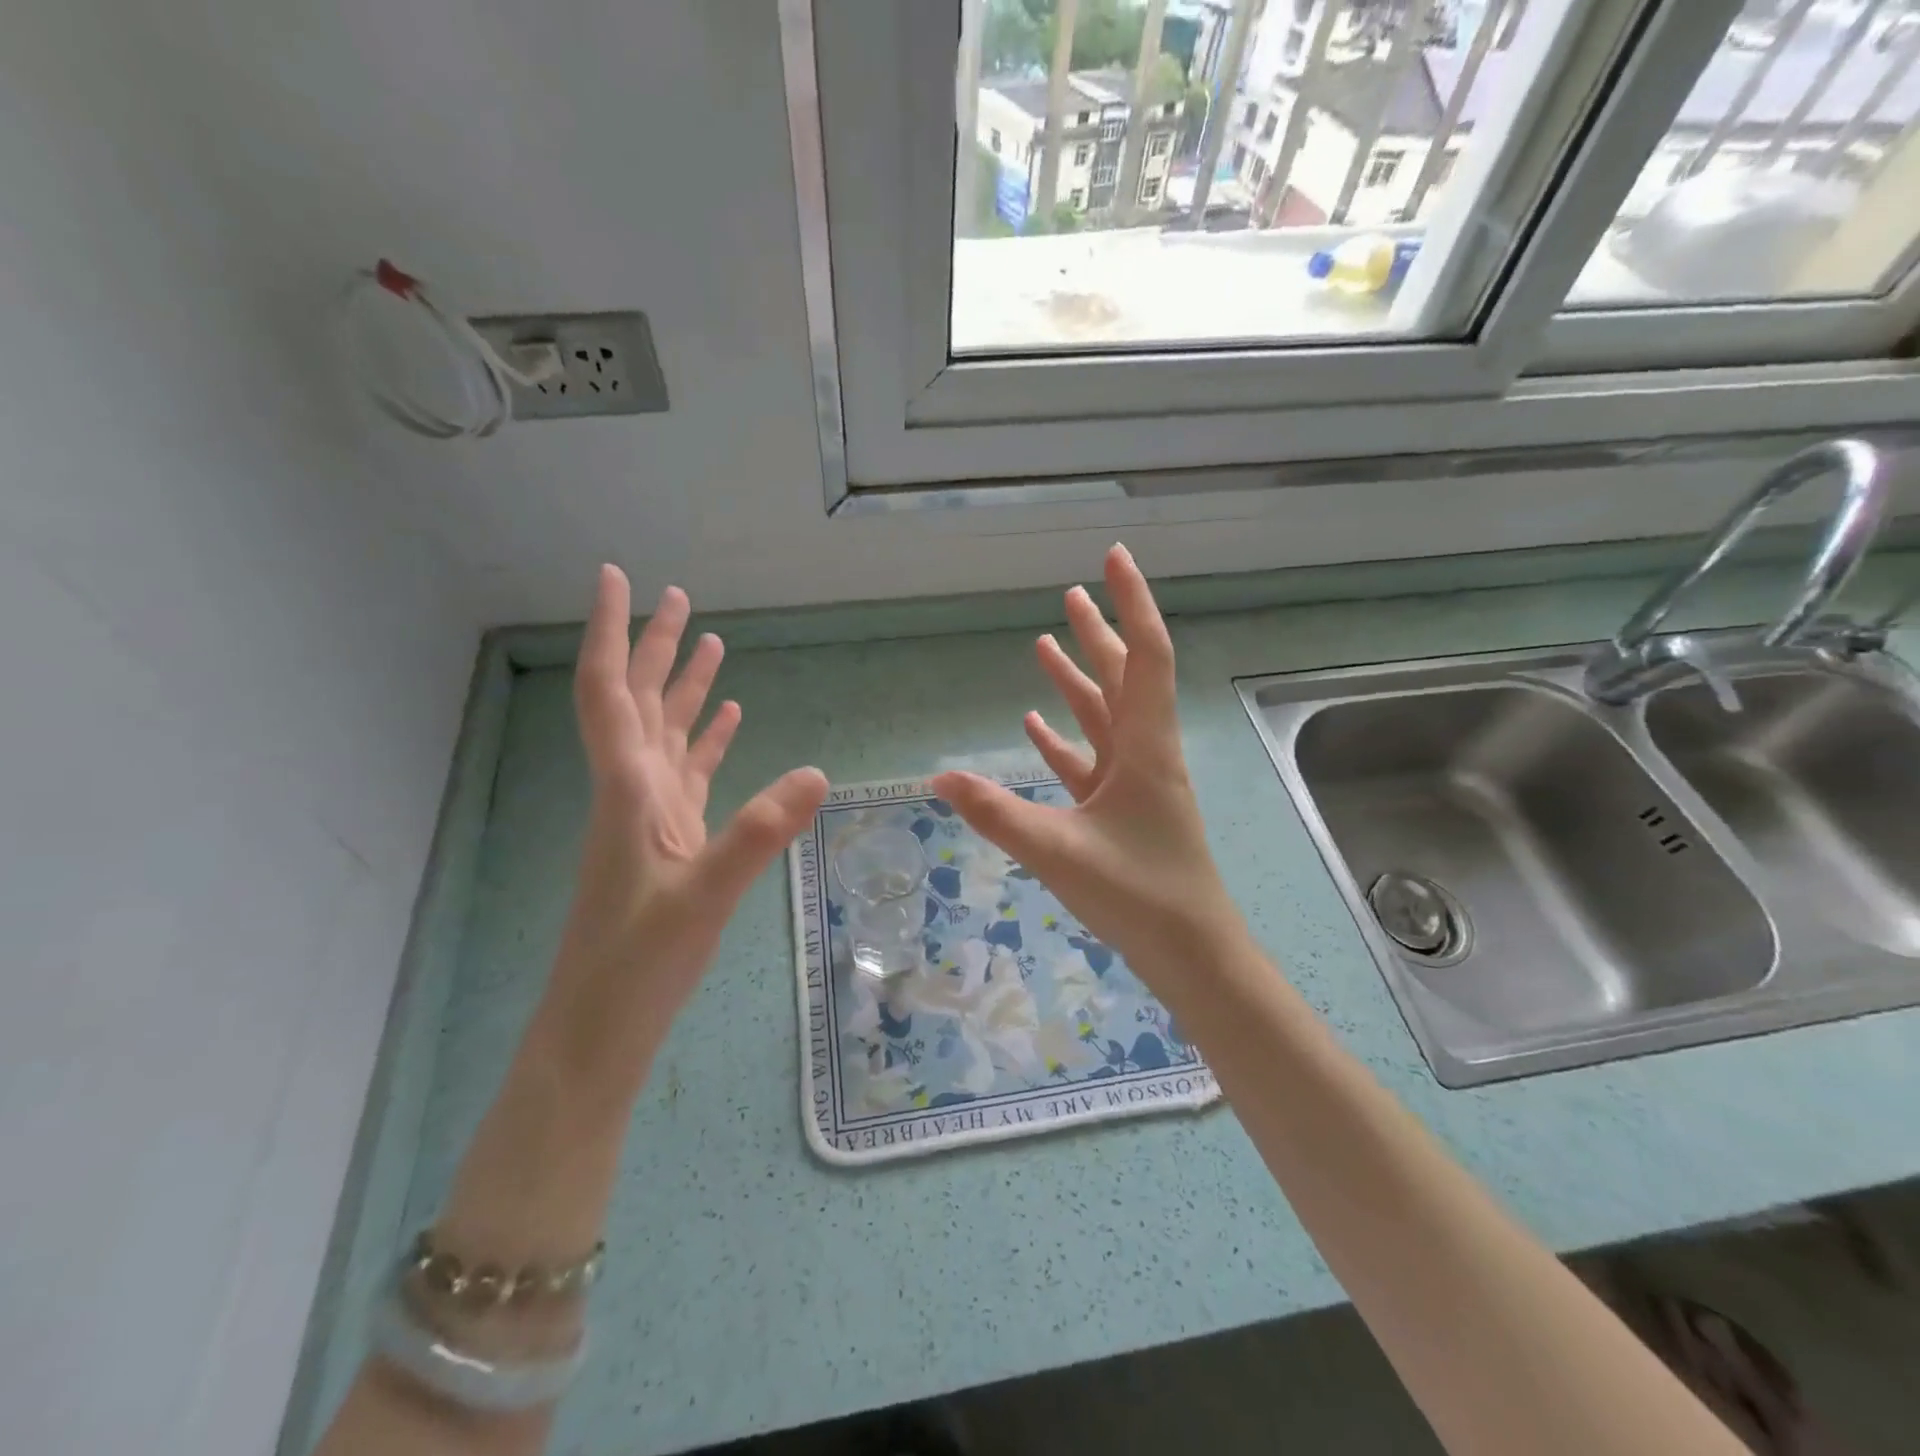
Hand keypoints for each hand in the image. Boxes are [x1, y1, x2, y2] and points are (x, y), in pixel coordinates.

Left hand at [543, 565, 827, 1096]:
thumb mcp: (704, 897)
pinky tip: (726, 722)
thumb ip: (758, 833)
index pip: (610, 693)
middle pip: (638, 701)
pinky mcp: (669, 842)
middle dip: (652, 646)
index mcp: (629, 790)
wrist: (600, 1028)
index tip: (615, 578)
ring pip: (664, 734)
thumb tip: (819, 773)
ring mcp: (650, 817)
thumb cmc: (637, 964)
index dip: (610, 632)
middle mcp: (633, 791)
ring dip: (680, 687)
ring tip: (708, 645)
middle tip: (677, 597)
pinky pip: (688, 774)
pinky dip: (705, 741)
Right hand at [931, 545, 1242, 992]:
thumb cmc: (1138, 894)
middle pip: (1123, 676)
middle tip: (1072, 594)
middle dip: (1098, 632)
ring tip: (1046, 644)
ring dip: (1078, 680)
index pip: (1145, 654)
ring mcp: (1134, 782)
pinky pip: (1090, 760)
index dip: (1130, 602)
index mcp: (1145, 745)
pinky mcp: (1121, 810)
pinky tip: (1037, 724)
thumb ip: (996, 813)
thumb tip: (937, 775)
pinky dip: (1065, 738)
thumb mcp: (1059, 852)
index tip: (1114, 558)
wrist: (1191, 952)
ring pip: (1104, 716)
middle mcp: (1144, 752)